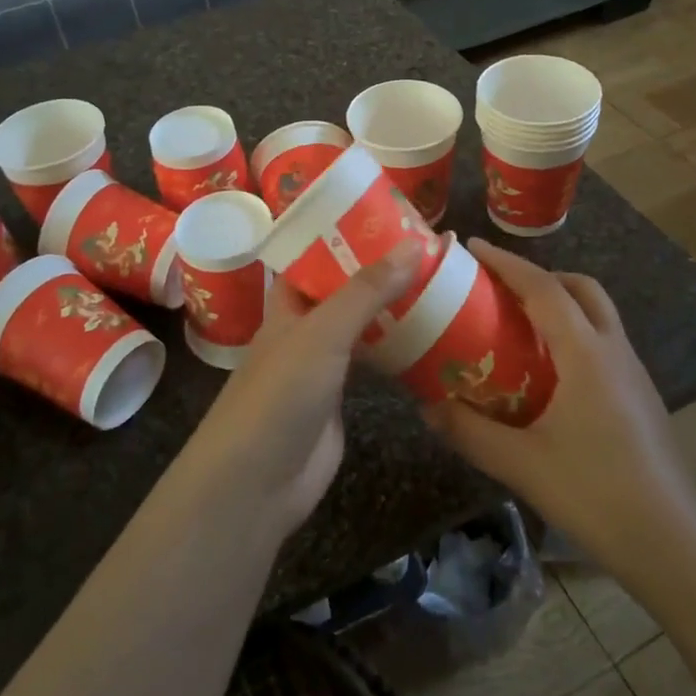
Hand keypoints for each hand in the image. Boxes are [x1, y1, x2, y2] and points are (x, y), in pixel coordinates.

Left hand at [179, 242, 423, 543]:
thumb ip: (366, 290)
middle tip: (429, 245)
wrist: (258, 481)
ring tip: (438, 280)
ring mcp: (322, 365)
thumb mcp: (322, 332)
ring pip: (361, 325)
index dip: (345, 234)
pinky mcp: (341, 398)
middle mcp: (303, 328)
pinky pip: (372, 362)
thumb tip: (415, 243)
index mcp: (287, 303)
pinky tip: (430, 334)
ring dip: (391, 307)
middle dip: (379, 269)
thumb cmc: (280, 394)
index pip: (314, 256)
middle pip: (343, 289)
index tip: (388, 213)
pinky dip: (396, 347)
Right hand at [425, 239, 695, 566]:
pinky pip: (604, 344)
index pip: (544, 289)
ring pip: (599, 315)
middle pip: (582, 289)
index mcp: (586, 355)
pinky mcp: (641, 399)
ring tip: (520, 326)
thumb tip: (426, 407)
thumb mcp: (520, 463)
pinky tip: (550, 374)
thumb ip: (469, 431)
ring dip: (562, 303)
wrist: (672, 544)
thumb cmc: (595, 494)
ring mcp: (634, 375)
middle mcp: (614, 352)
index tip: (474, 247)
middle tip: (502, 288)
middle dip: (541, 275)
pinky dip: (575, 334)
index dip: (507, 263)